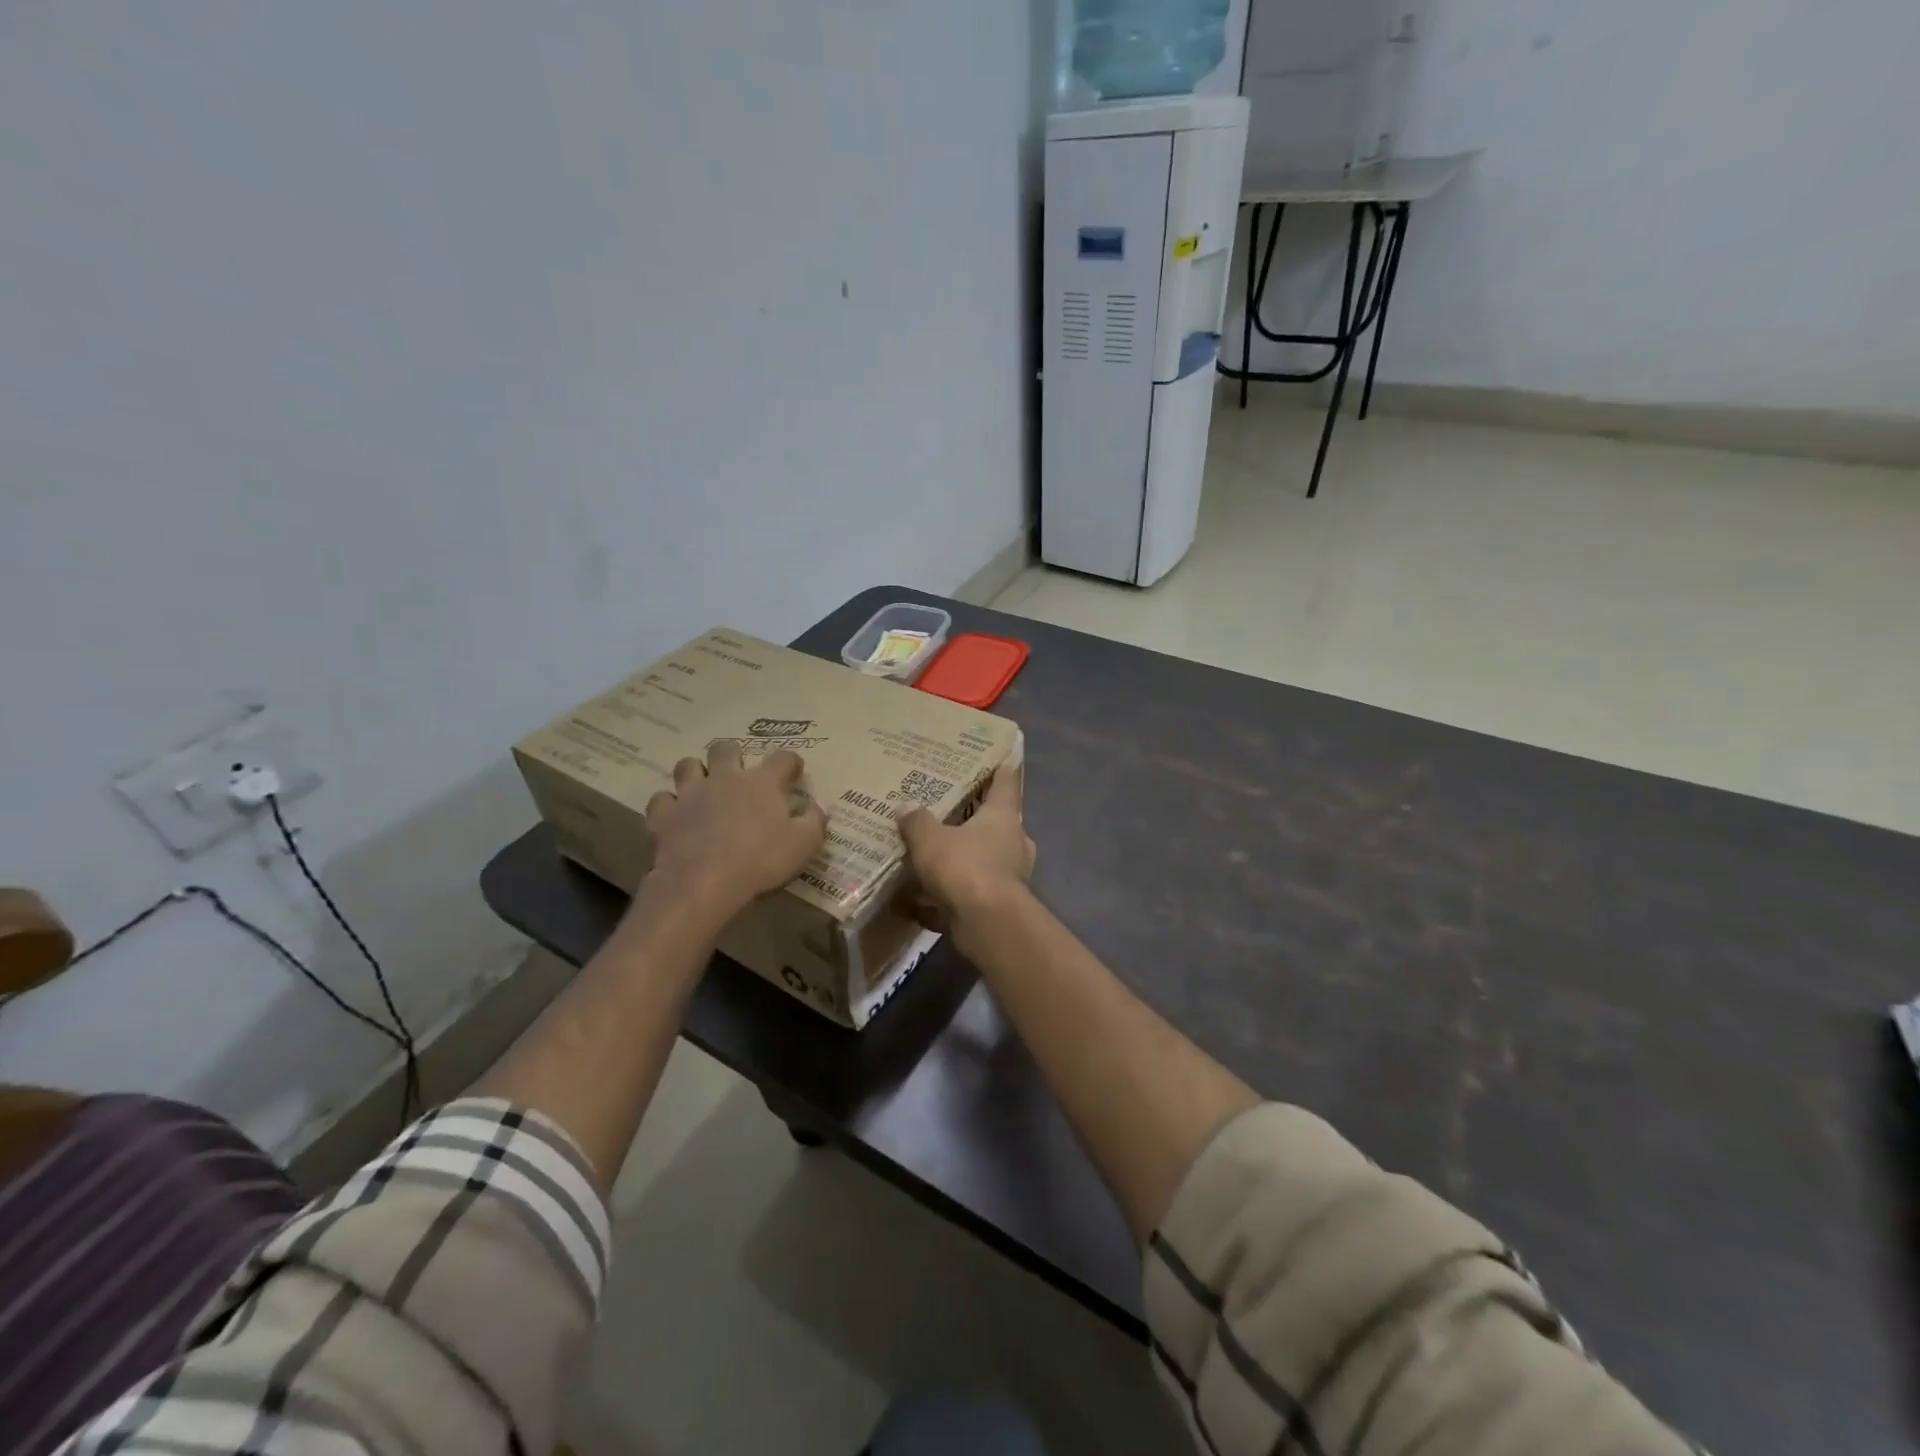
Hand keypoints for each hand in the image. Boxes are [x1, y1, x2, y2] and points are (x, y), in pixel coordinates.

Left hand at [642, 743, 826, 920]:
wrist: (704, 883)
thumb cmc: (761, 861)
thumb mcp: (804, 845)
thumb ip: (814, 820)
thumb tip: (815, 806)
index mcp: (763, 782)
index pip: (783, 758)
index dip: (791, 763)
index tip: (794, 772)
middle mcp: (726, 777)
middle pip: (726, 748)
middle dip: (734, 756)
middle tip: (740, 775)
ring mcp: (691, 793)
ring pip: (688, 765)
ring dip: (696, 772)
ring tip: (703, 788)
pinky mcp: (665, 814)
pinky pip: (662, 799)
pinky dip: (669, 804)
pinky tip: (676, 815)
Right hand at [897, 766, 1035, 936]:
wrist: (987, 923)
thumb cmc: (964, 867)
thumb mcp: (930, 839)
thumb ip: (917, 822)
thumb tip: (905, 806)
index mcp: (1003, 817)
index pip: (1006, 784)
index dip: (1001, 771)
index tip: (1000, 760)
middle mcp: (1014, 842)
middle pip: (998, 824)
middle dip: (977, 820)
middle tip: (952, 813)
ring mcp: (1011, 876)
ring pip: (986, 860)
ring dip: (966, 859)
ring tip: (935, 857)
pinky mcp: (1000, 906)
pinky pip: (972, 893)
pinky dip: (950, 896)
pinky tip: (919, 902)